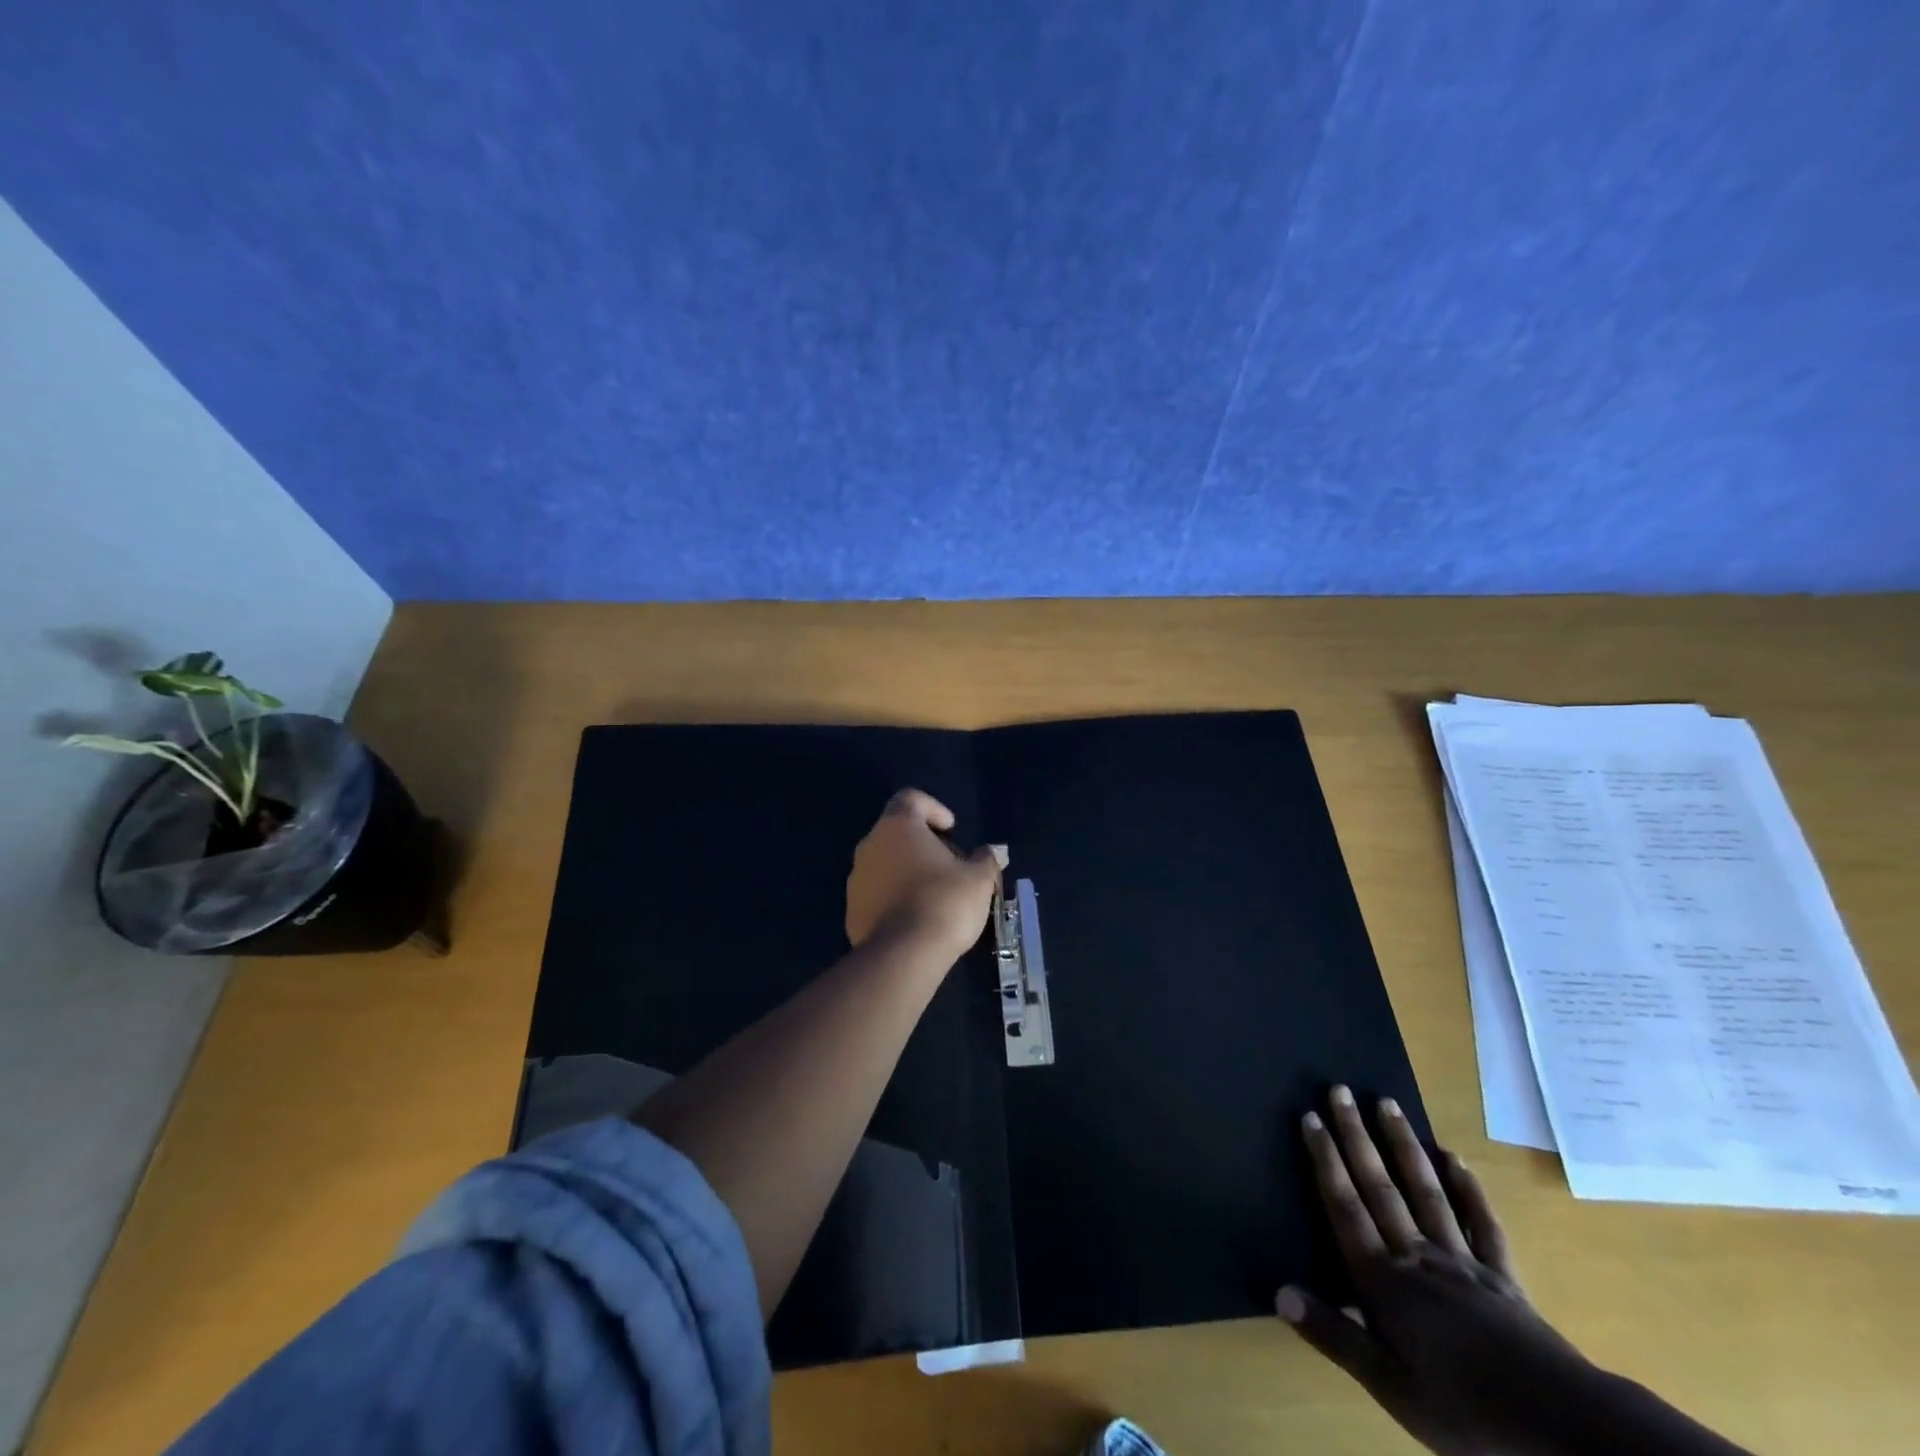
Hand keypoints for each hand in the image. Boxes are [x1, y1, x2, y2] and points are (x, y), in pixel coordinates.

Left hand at [845, 789, 1003, 955]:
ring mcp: (856, 878)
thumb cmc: (944, 902)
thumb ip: (986, 859)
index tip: (951, 829)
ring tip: (935, 895)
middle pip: (897, 832)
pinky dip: (895, 898)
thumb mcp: (978, 878)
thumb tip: (994, 851)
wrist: (903, 955)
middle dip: (924, 845)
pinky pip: (876, 894)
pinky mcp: (851, 910)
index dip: (934, 809)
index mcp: (898, 826)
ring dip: (908, 872)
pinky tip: (917, 918)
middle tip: (950, 866)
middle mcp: (870, 844)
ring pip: (885, 864)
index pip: (911, 799)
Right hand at [1278, 1086, 1595, 1455]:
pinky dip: (1468, 1188)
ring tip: (1387, 1103)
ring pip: (1425, 1191)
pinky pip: (1481, 1223)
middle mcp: (1416, 1257)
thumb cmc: (1464, 1409)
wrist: (1560, 1427)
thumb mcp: (1389, 1386)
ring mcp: (1462, 1261)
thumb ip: (1333, 1334)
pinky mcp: (1502, 1276)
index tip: (1310, 1116)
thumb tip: (1279, 1290)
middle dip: (1357, 1137)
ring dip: (1403, 1145)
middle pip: (1380, 1187)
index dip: (1325, 1160)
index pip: (1345, 1207)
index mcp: (1384, 1281)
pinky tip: (1455, 1157)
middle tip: (1340, 1090)